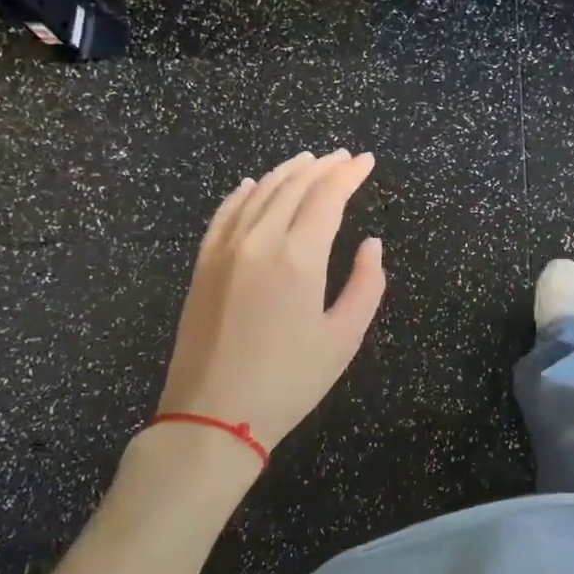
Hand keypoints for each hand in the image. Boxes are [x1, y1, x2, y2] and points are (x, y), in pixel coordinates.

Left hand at [150, 150, 385, 452]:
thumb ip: (365, 284)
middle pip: (293, 187)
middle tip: (344, 157)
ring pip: (258, 193)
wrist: (213, 416)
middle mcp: (259, 241)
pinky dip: (241, 193)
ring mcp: (224, 250)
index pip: (327, 197)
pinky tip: (251, 184)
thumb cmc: (289, 381)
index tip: (367, 161)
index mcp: (298, 257)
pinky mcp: (203, 265)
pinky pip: (223, 214)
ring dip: (285, 172)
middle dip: (322, 167)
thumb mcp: (344, 338)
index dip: (349, 175)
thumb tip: (371, 244)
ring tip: (307, 160)